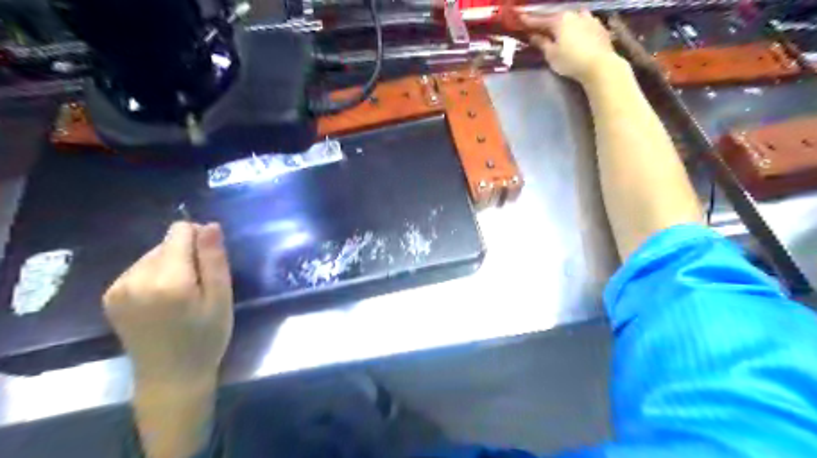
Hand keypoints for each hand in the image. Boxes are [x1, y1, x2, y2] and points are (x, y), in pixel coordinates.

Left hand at [102, 219, 232, 383]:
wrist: (171, 378)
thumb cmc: (206, 337)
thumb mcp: (221, 298)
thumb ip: (214, 259)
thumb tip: (209, 225)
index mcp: (168, 279)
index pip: (179, 232)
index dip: (200, 239)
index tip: (210, 263)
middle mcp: (135, 278)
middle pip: (166, 243)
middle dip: (186, 255)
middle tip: (198, 287)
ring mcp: (118, 288)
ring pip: (152, 255)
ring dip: (171, 266)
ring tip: (181, 296)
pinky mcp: (110, 296)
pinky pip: (139, 269)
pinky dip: (155, 276)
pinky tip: (163, 300)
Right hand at [524, 10, 619, 82]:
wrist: (600, 65)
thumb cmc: (571, 60)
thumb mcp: (551, 54)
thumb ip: (541, 43)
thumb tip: (532, 36)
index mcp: (560, 19)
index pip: (540, 20)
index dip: (528, 21)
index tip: (519, 18)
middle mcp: (575, 14)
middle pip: (557, 17)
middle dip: (547, 22)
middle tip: (538, 27)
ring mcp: (589, 18)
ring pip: (572, 17)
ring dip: (564, 22)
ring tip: (559, 28)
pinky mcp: (599, 27)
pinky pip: (584, 23)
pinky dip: (577, 26)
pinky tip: (576, 32)